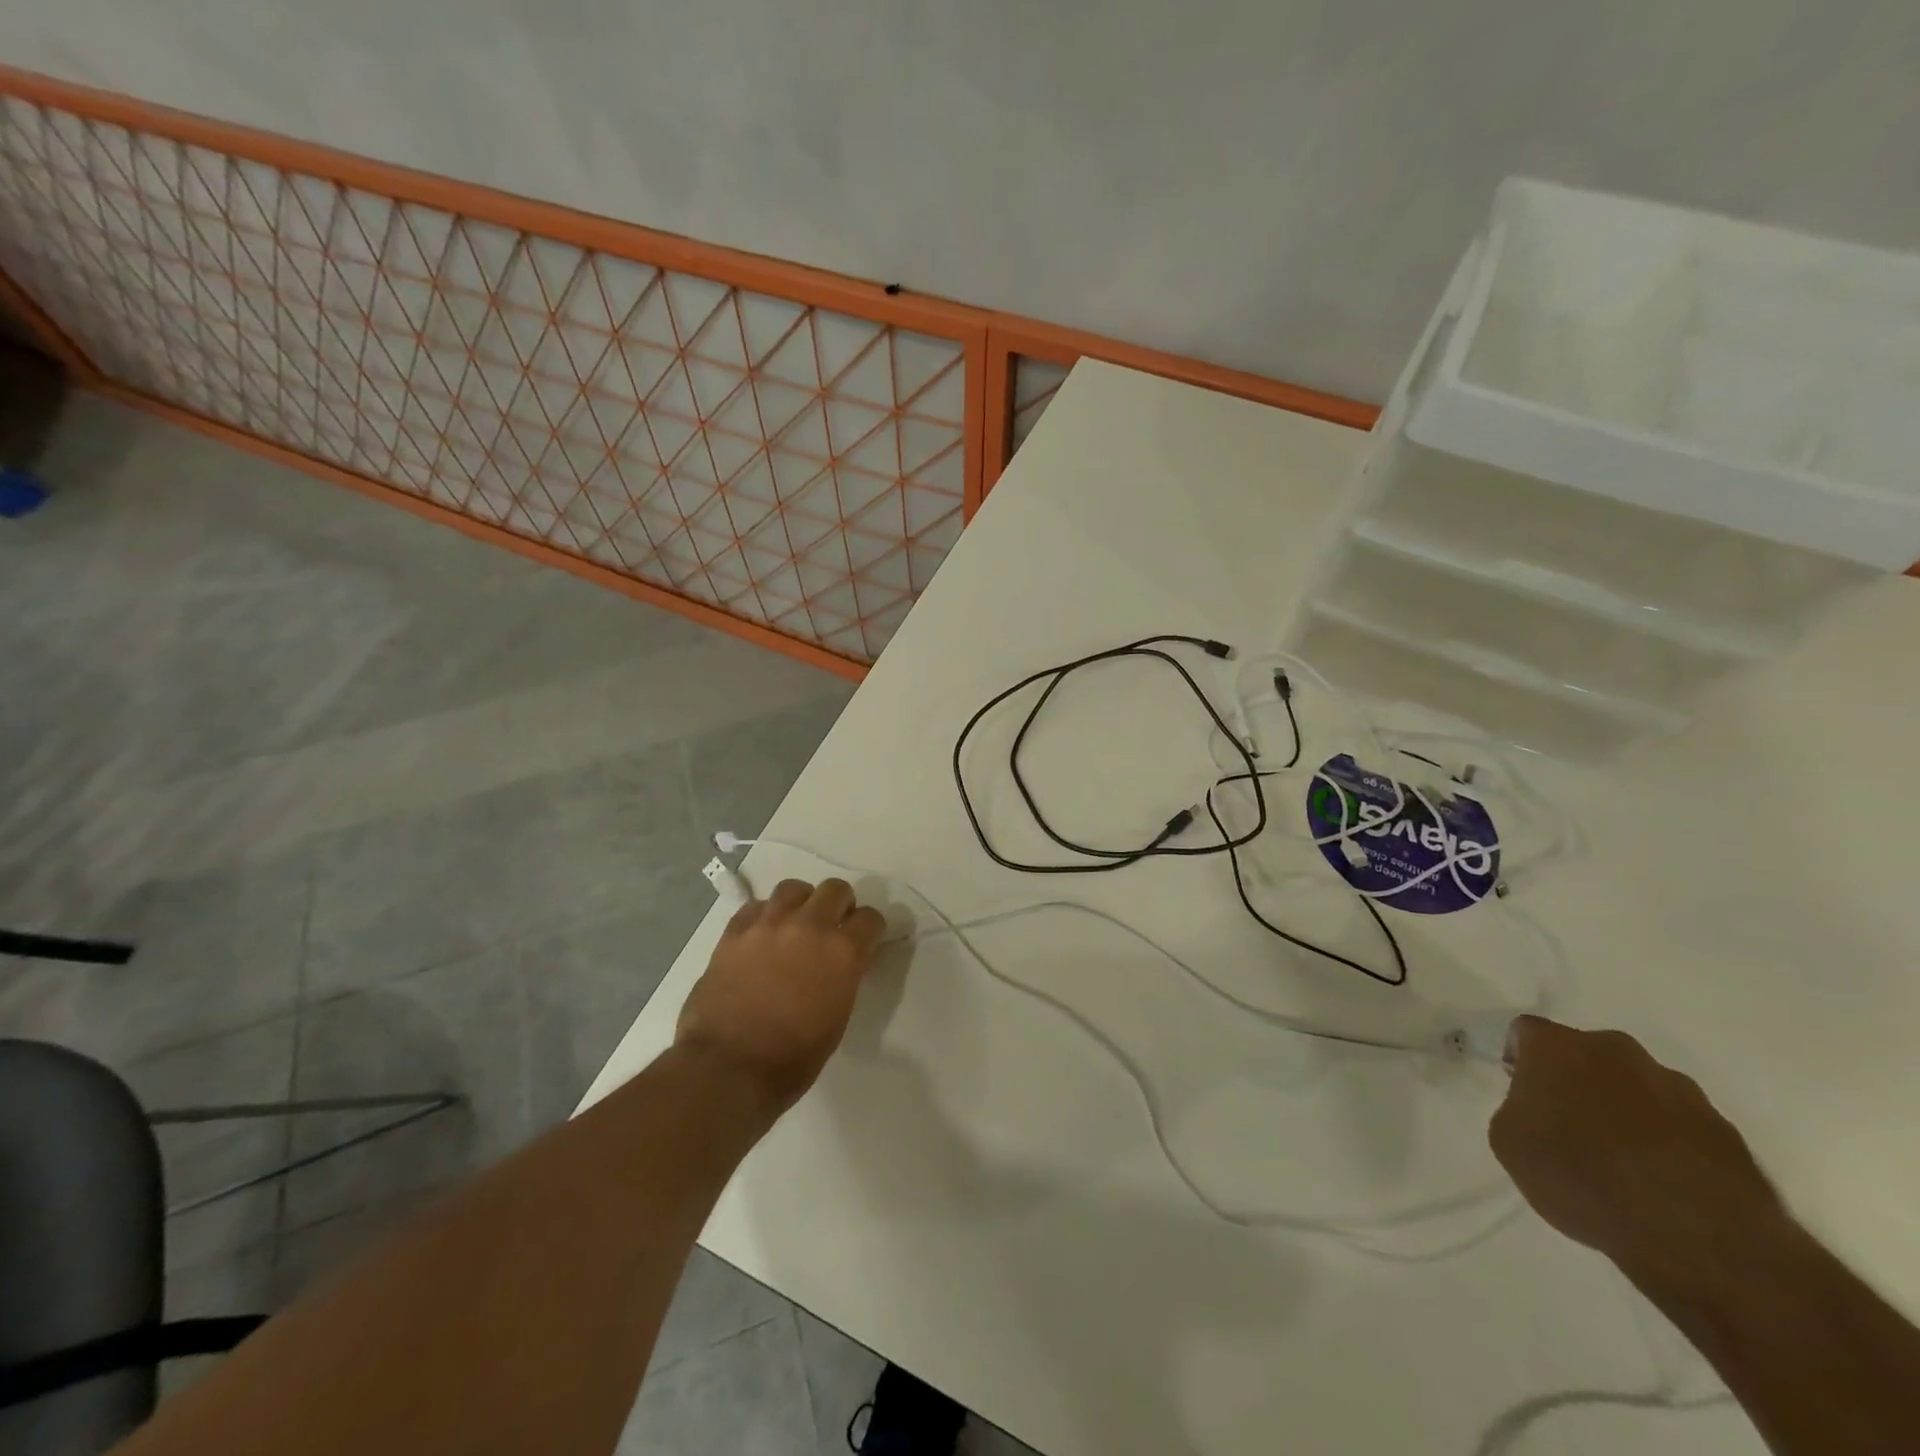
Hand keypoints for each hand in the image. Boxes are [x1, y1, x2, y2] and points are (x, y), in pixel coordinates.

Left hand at [675, 878, 887, 1116]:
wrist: (727, 1068)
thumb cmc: (792, 1058)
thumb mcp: (837, 1018)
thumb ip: (844, 977)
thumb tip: (842, 962)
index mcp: (842, 952)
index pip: (870, 918)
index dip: (870, 930)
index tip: (865, 941)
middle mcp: (809, 926)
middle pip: (836, 889)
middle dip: (840, 905)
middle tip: (832, 928)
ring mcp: (769, 924)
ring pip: (794, 888)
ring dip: (802, 903)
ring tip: (795, 925)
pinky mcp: (735, 931)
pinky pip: (756, 906)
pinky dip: (765, 916)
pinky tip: (762, 936)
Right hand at [1489, 1016, 1785, 1290]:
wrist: (1695, 1238)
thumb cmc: (1581, 1177)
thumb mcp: (1509, 1142)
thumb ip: (1517, 1108)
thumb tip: (1539, 1109)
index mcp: (1558, 1047)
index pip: (1526, 1031)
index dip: (1519, 1058)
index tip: (1520, 1091)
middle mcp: (1616, 1051)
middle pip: (1585, 1052)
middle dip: (1575, 1078)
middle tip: (1568, 1122)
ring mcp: (1678, 1087)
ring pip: (1636, 1084)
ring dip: (1623, 1106)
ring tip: (1622, 1158)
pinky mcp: (1724, 1128)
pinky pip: (1679, 1121)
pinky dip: (1666, 1138)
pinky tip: (1662, 1178)